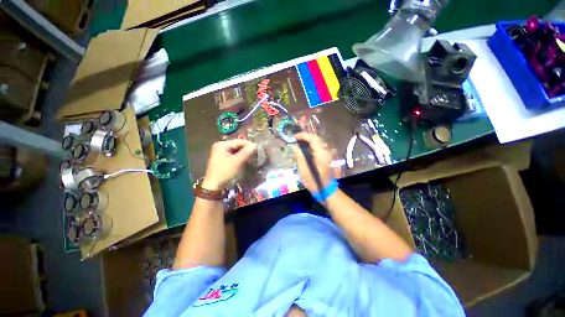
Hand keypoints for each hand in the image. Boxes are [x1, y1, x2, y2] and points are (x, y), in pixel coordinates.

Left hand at [202, 140, 256, 189]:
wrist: (213, 185)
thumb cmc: (224, 172)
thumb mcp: (236, 162)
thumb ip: (246, 152)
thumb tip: (255, 145)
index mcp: (222, 144)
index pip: (238, 141)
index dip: (249, 144)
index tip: (257, 148)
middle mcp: (220, 145)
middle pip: (237, 145)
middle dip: (246, 148)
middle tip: (255, 153)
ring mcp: (220, 151)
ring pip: (235, 149)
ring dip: (243, 152)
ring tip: (251, 156)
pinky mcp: (221, 157)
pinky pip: (232, 153)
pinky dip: (239, 155)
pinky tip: (244, 159)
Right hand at [293, 133, 332, 192]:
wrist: (326, 190)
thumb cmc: (314, 182)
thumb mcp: (304, 171)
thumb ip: (300, 157)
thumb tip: (296, 147)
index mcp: (321, 154)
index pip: (313, 139)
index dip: (303, 136)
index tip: (295, 137)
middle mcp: (326, 152)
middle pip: (317, 139)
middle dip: (306, 137)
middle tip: (296, 139)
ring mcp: (327, 155)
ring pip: (318, 143)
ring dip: (309, 141)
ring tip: (299, 142)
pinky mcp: (326, 158)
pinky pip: (319, 148)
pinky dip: (312, 146)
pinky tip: (306, 149)